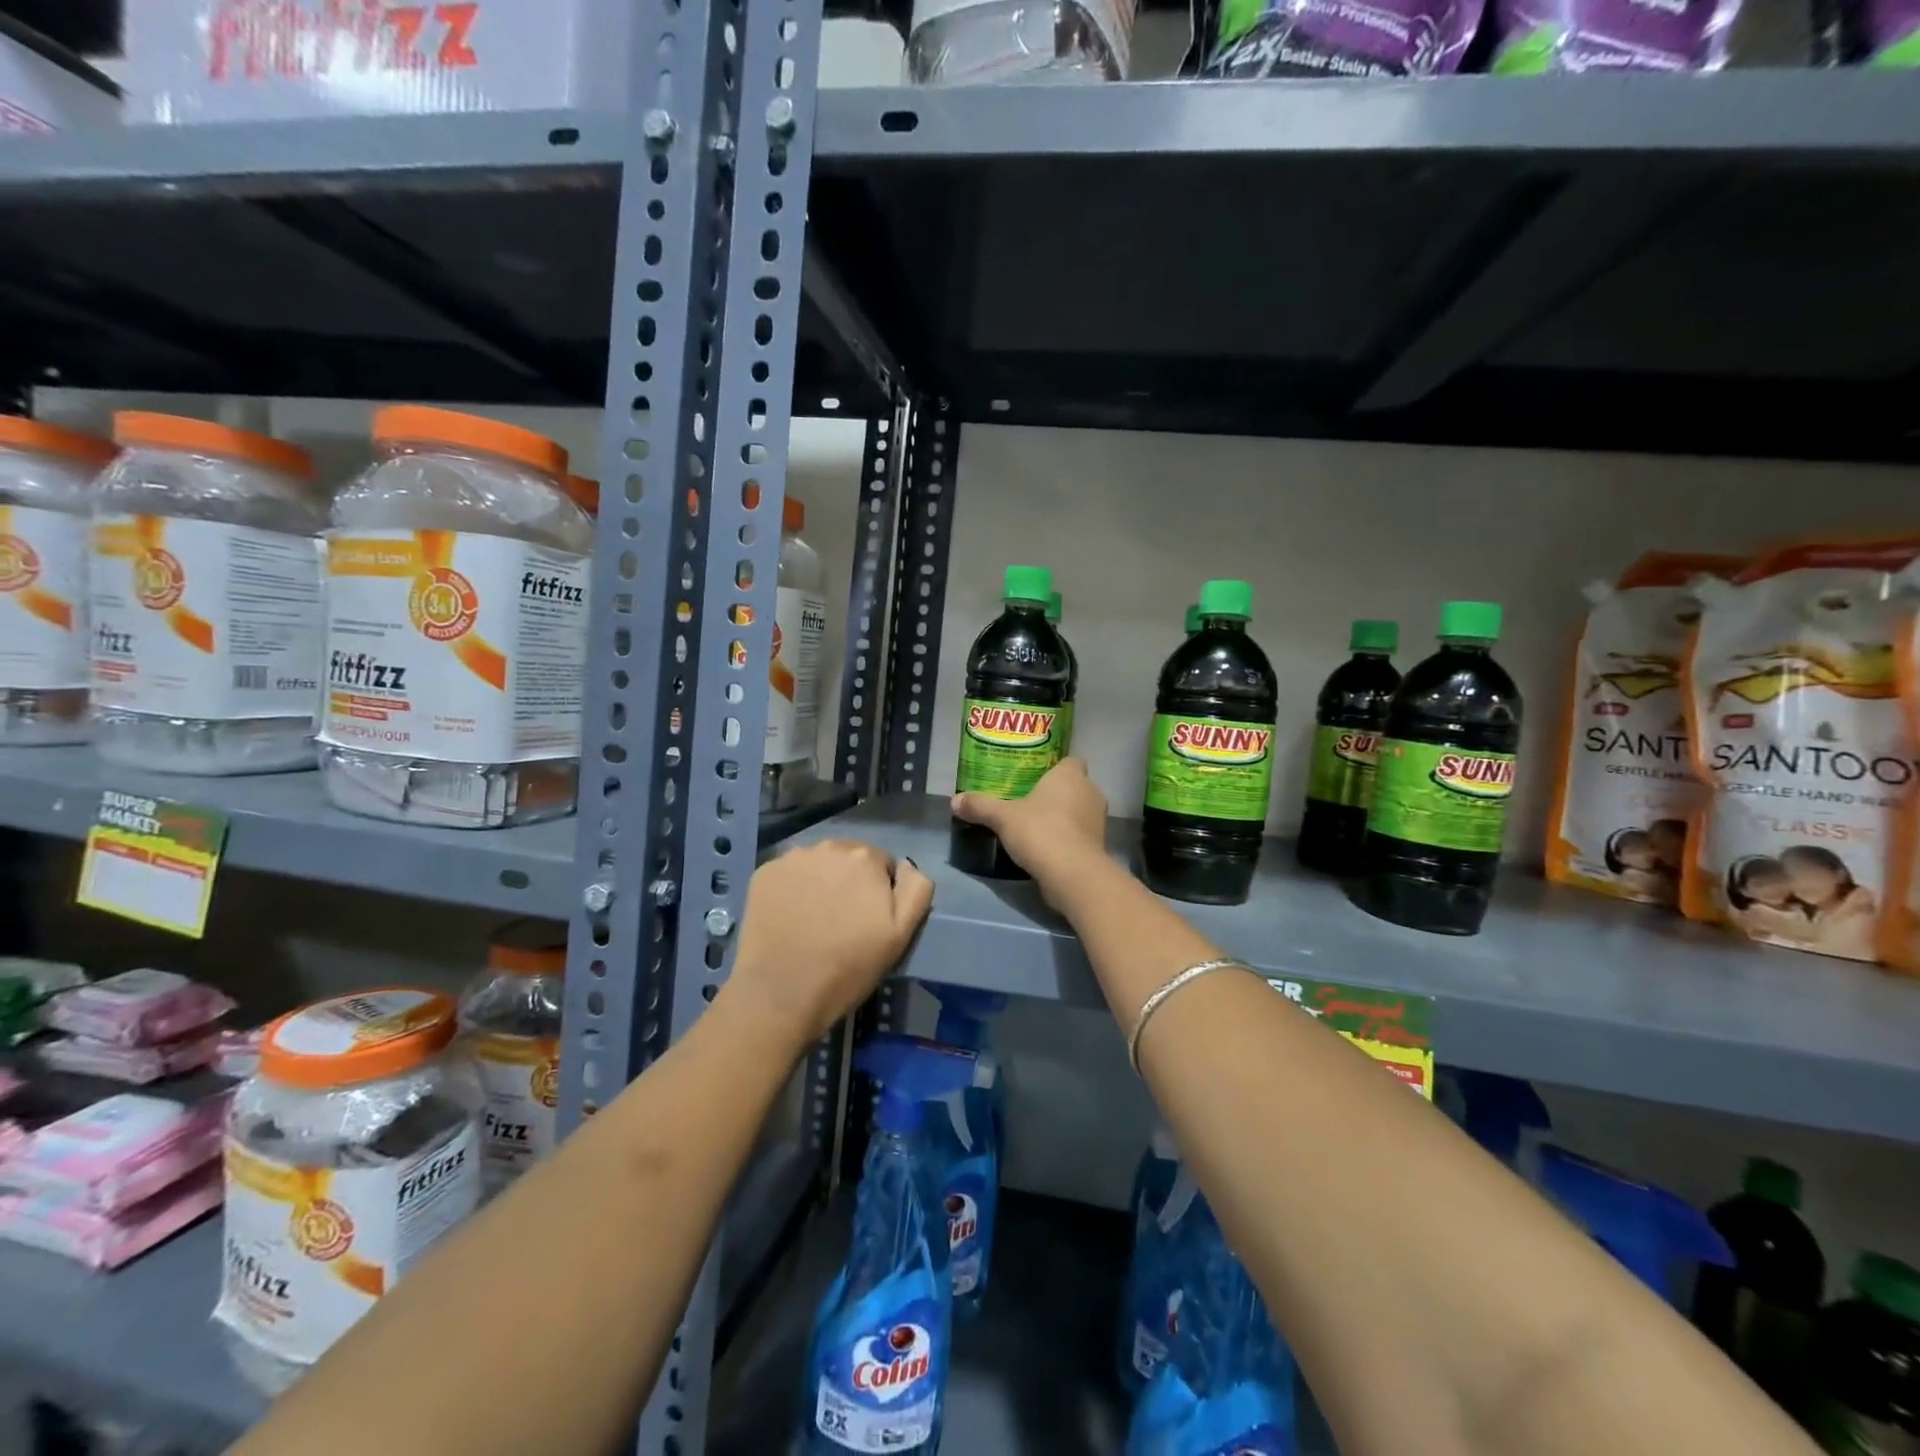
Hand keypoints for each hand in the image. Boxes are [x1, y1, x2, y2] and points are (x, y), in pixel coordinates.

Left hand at [726, 840, 933, 1046]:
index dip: (880, 893)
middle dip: (850, 882)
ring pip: (818, 864)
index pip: (883, 864)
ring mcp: (792, 858)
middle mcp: (829, 846)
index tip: (869, 921)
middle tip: (843, 921)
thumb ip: (916, 890)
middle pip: (849, 859)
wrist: (781, 993)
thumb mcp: (901, 934)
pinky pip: (789, 874)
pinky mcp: (763, 873)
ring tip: (814, 921)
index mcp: (866, 857)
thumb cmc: (848, 966)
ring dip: (822, 882)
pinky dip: (792, 889)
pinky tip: (790, 918)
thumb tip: (907, 866)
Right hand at [951, 757, 1108, 901]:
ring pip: (1078, 810)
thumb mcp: (1002, 817)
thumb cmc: (1040, 831)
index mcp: (1071, 775)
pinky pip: (1080, 833)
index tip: (1035, 777)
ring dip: (1063, 816)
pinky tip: (1046, 846)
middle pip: (1074, 785)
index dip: (1055, 767)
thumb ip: (980, 806)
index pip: (1070, 760)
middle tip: (1029, 801)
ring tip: (1036, 825)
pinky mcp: (1099, 845)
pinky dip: (1067, 837)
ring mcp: (1098, 820)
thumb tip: (954, 801)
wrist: (1073, 874)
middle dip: (1056, 793)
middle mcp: (1090, 792)